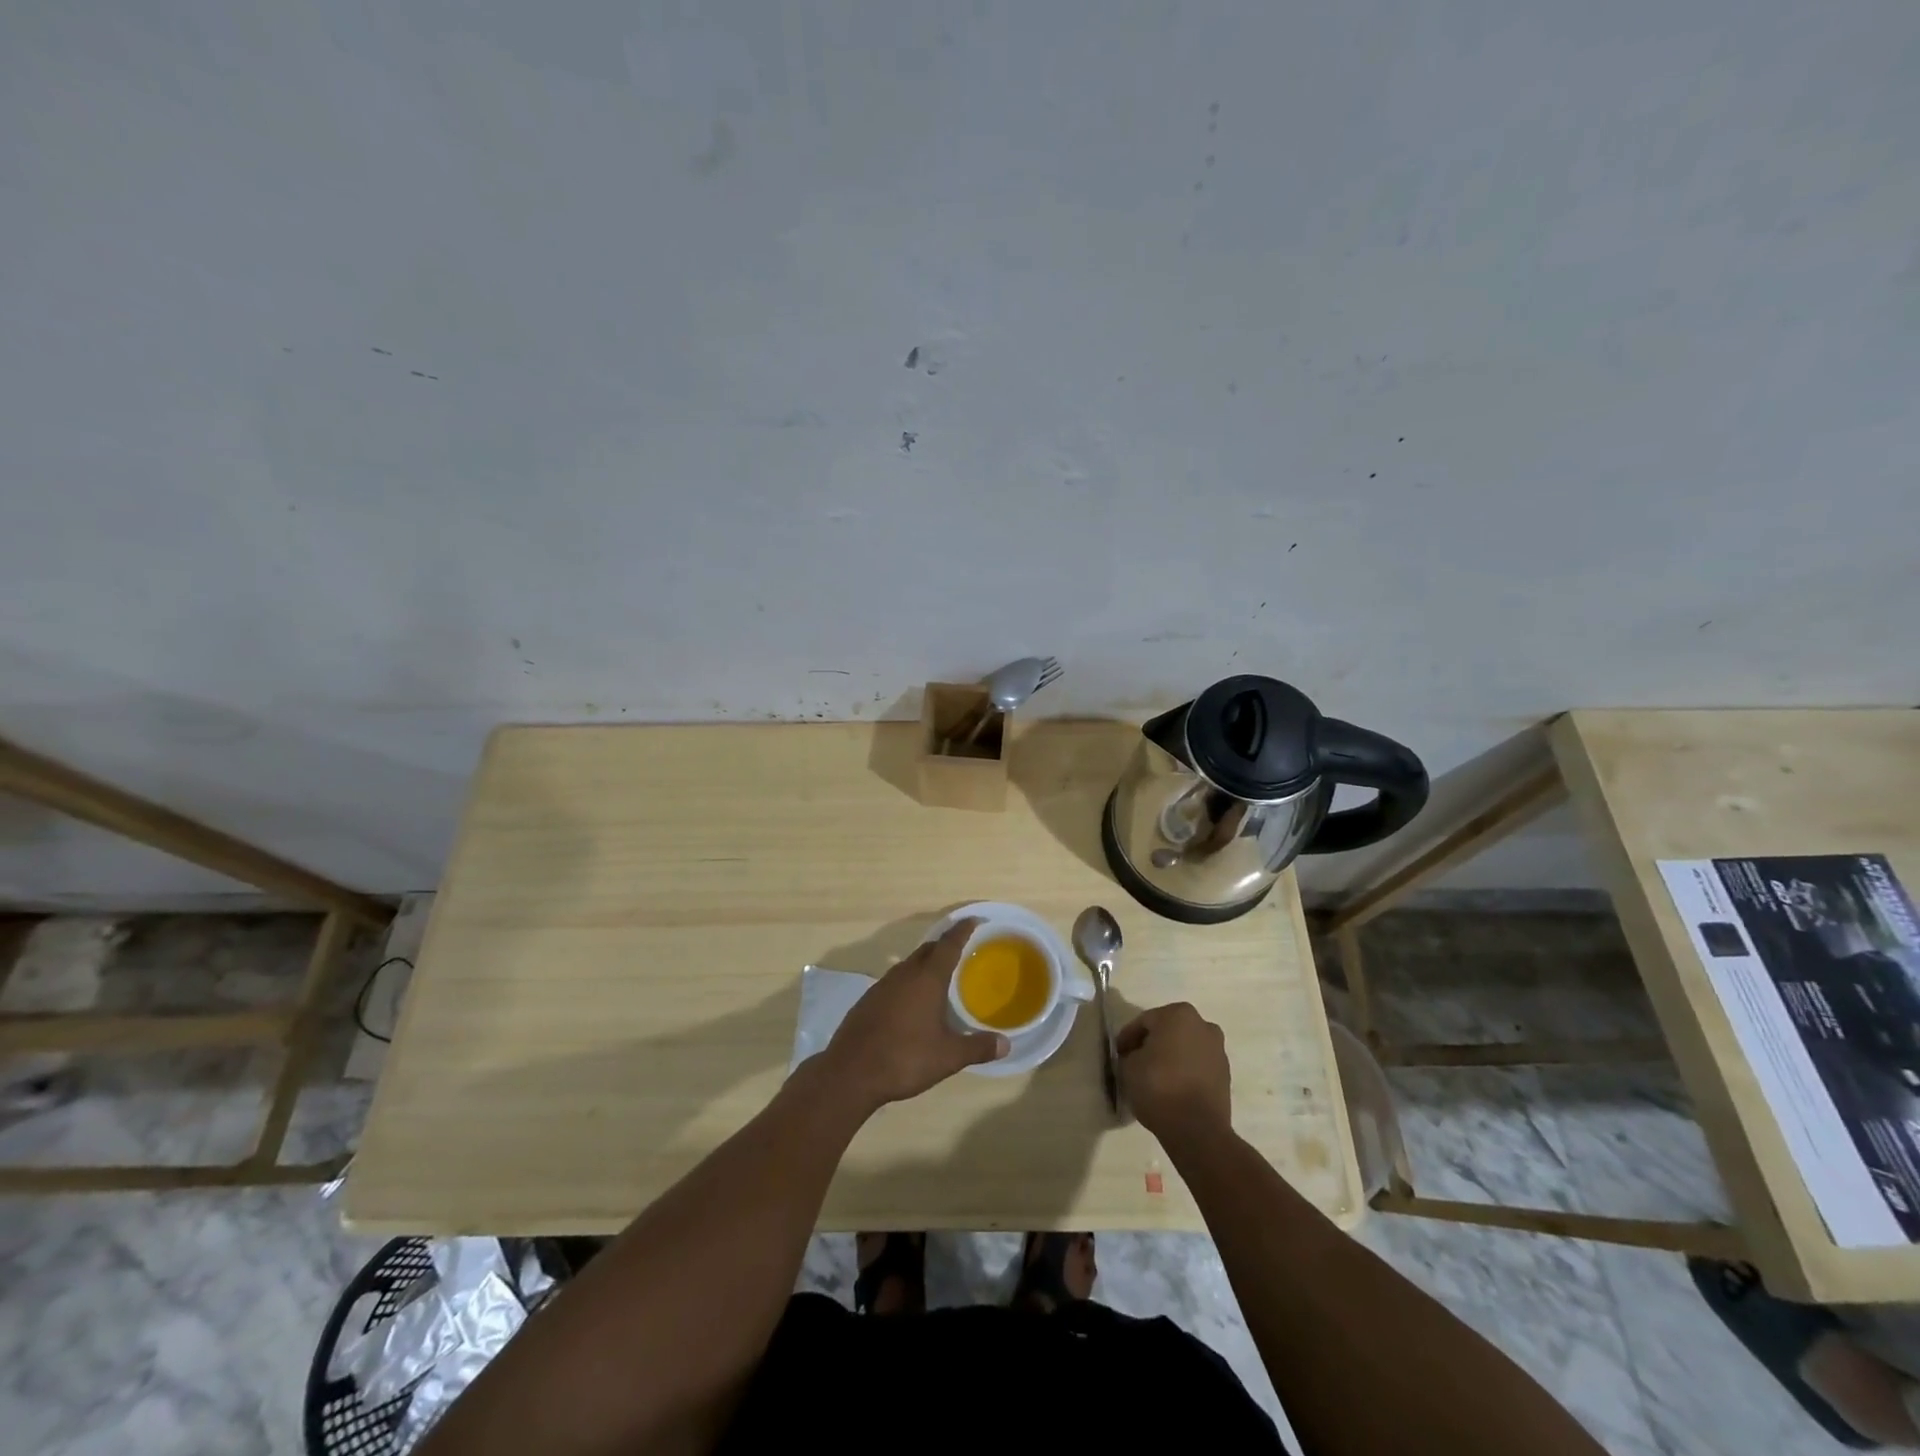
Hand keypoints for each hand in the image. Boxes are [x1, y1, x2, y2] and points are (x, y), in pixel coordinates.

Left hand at [819, 919, 1007, 1112]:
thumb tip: (1006, 1043)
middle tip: (962, 950)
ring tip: (940, 977)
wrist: (850, 1073)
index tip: (974, 920)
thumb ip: (978, 1048)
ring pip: (909, 965)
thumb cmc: (904, 1058)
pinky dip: (909, 982)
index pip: (948, 945)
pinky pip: (895, 981)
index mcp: (927, 979)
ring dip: (925, 964)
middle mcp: (904, 974)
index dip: (962, 931)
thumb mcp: (948, 1057)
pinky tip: (912, 1002)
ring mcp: (882, 986)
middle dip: (944, 946)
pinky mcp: (868, 1000)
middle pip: (927, 950)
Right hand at [1115, 1002, 1231, 1143]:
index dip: (1128, 1037)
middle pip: (1168, 1031)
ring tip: (1154, 1077)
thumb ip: (1130, 1054)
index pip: (1144, 1021)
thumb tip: (1136, 1057)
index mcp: (1178, 1014)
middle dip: (1152, 1044)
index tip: (1119, 1054)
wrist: (1197, 1129)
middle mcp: (1203, 1025)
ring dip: (1170, 1057)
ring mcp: (1218, 1050)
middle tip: (1135, 1061)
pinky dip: (1185, 1071)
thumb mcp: (1128, 1067)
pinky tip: (1172, 1087)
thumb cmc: (1158, 1087)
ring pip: (1185, 1048)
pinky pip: (1198, 1066)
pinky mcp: (1225, 1075)